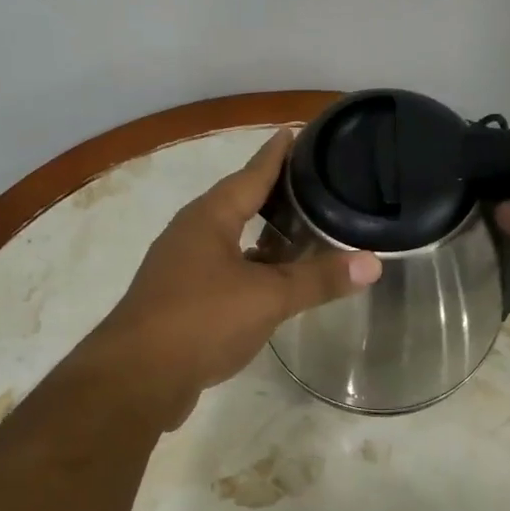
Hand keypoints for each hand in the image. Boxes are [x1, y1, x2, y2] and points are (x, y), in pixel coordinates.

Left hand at [89, 129, 380, 426]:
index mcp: (208, 219)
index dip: (276, 155)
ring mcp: (181, 269)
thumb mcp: (267, 297)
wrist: (136, 378)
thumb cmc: (201, 320)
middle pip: (238, 204)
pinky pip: (224, 272)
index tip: (295, 133)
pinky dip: (251, 271)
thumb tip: (373, 262)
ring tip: (300, 233)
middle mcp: (191, 235)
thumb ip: (318, 279)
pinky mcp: (180, 301)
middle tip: (312, 185)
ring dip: (262, 237)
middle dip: (273, 195)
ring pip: (230, 242)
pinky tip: (271, 284)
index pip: (250, 175)